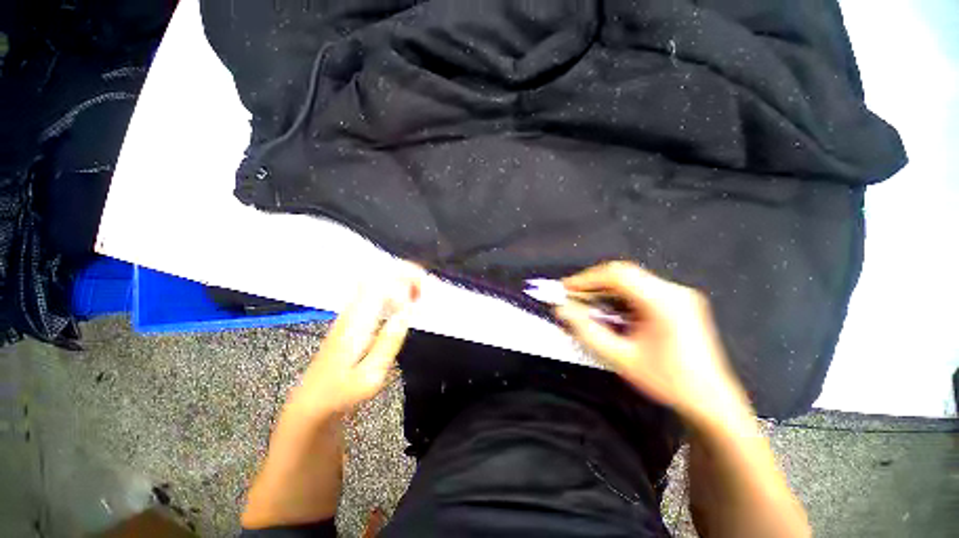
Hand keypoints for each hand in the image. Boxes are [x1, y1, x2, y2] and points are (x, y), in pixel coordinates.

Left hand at [285, 260, 424, 421]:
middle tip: (426, 286)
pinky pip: (375, 292)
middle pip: (379, 276)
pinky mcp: (352, 318)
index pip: (381, 283)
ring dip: (400, 281)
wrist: (311, 402)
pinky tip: (404, 302)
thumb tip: (408, 312)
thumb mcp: (371, 376)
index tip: (424, 291)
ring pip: (377, 281)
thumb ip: (389, 341)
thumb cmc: (341, 393)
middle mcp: (352, 311)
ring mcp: (350, 312)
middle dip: (405, 274)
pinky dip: (393, 290)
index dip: (405, 280)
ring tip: (420, 292)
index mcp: (357, 322)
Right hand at [555, 261, 750, 427]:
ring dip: (605, 290)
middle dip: (593, 283)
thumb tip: (563, 310)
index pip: (617, 275)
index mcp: (664, 302)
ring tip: (586, 304)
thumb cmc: (669, 382)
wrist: (711, 401)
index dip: (586, 278)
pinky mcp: (678, 303)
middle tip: (572, 296)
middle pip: (624, 274)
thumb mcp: (620, 358)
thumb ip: (586, 331)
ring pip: (631, 281)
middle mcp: (674, 292)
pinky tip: (609, 310)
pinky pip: (641, 290)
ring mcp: (679, 296)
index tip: (566, 288)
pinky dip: (619, 297)